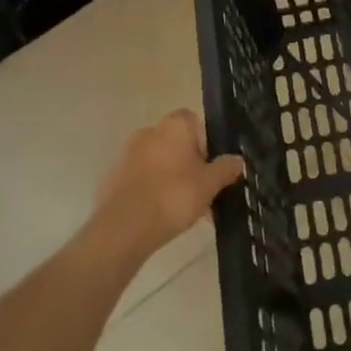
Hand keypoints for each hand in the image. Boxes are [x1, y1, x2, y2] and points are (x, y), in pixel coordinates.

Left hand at [95, 110, 243, 253]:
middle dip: (190, 164)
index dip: (207, 144)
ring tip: (184, 210)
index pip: (195, 122)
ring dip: (171, 178)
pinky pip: (142, 179)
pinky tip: (161, 216)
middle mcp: (149, 131)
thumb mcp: (210, 184)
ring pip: (159, 163)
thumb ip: (226, 168)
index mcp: (174, 125)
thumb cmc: (174, 196)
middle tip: (202, 191)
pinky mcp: (113, 178)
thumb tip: (237, 160)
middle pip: (177, 143)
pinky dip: (152, 191)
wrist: (124, 228)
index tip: (211, 168)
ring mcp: (127, 154)